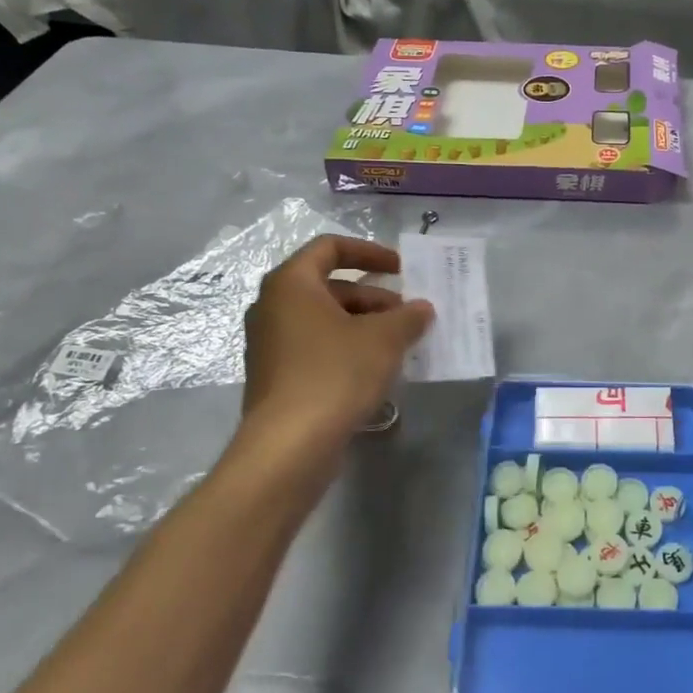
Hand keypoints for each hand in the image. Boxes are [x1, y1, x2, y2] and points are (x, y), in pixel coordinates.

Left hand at [237, 235, 433, 466]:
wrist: (289, 446)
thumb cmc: (335, 374)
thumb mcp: (384, 339)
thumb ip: (408, 316)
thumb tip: (421, 309)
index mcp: (291, 284)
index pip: (330, 247)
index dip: (370, 251)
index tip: (401, 268)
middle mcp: (272, 307)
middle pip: (329, 286)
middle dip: (374, 296)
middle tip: (407, 315)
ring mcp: (270, 344)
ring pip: (324, 319)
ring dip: (364, 324)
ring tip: (399, 344)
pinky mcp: (276, 376)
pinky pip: (316, 347)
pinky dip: (347, 347)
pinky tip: (376, 370)